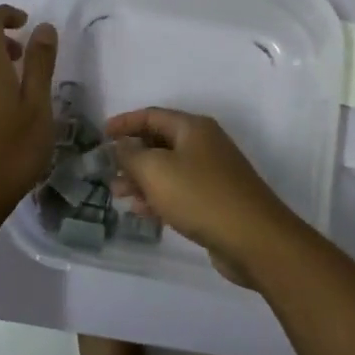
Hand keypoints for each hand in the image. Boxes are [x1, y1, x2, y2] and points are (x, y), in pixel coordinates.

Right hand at [104, 108, 299, 284]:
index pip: (152, 115)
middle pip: (160, 142)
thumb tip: (120, 145)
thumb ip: (131, 155)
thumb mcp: (156, 171)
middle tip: (107, 171)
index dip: (124, 123)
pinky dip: (159, 197)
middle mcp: (204, 144)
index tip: (101, 135)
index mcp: (192, 127)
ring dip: (142, 179)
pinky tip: (142, 212)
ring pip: (168, 169)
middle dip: (131, 155)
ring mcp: (212, 173)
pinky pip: (179, 191)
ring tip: (118, 195)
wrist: (254, 239)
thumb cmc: (200, 196)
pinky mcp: (215, 200)